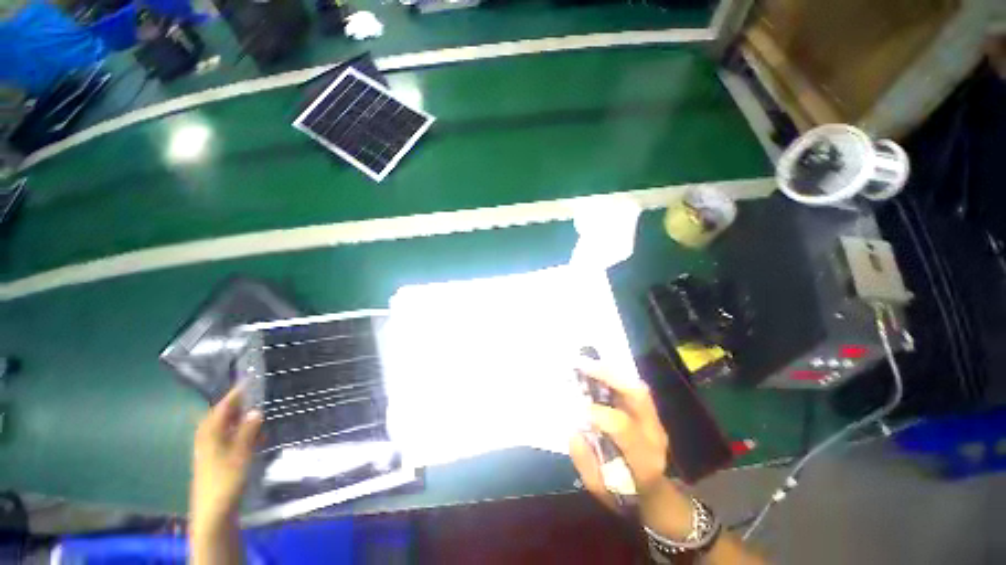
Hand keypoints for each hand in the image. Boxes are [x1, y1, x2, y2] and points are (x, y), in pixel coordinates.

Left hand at [190, 385, 261, 530]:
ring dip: (241, 419)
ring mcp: (210, 450)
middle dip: (238, 405)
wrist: (213, 513)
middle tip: (257, 394)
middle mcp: (207, 438)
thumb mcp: (240, 454)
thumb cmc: (225, 481)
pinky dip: (241, 433)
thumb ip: (248, 431)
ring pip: (226, 428)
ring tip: (259, 414)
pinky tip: (256, 436)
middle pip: (221, 416)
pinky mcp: (216, 460)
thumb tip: (255, 410)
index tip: (250, 379)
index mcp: (210, 434)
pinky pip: (229, 439)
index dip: (236, 393)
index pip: (222, 407)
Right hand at [569, 358, 692, 538]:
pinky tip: (598, 370)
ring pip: (637, 387)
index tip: (579, 407)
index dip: (599, 414)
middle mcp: (654, 435)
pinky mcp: (651, 414)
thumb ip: (586, 462)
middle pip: (638, 395)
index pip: (623, 427)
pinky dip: (616, 376)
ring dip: (611, 371)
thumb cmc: (626, 496)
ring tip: (587, 363)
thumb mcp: (601, 490)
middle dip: (609, 375)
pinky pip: (634, 388)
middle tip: (583, 365)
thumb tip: (573, 430)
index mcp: (643, 459)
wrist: (656, 496)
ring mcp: (655, 421)